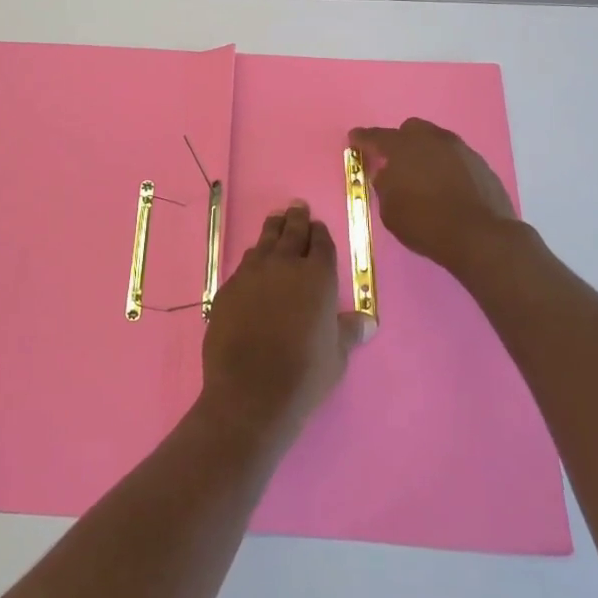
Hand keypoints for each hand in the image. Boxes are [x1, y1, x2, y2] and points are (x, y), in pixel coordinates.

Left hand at [201, 202, 370, 442]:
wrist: (250, 391)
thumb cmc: (304, 374)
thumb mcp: (336, 355)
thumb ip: (348, 331)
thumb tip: (368, 321)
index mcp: (317, 277)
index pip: (321, 244)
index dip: (320, 233)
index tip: (318, 226)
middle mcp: (285, 265)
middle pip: (292, 232)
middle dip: (296, 218)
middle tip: (297, 206)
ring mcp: (252, 274)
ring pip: (265, 241)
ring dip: (273, 229)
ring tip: (276, 220)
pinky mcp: (228, 288)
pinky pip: (245, 263)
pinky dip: (254, 256)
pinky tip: (254, 259)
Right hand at [347, 118, 521, 273]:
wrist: (480, 237)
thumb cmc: (425, 223)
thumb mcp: (390, 210)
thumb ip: (384, 186)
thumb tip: (388, 175)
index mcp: (403, 147)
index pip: (376, 137)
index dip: (362, 138)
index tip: (354, 139)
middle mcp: (431, 139)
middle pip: (411, 130)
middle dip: (400, 141)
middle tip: (396, 162)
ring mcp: (460, 149)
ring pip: (436, 141)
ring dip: (426, 153)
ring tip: (424, 176)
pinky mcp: (481, 164)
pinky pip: (456, 158)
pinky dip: (447, 167)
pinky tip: (447, 187)